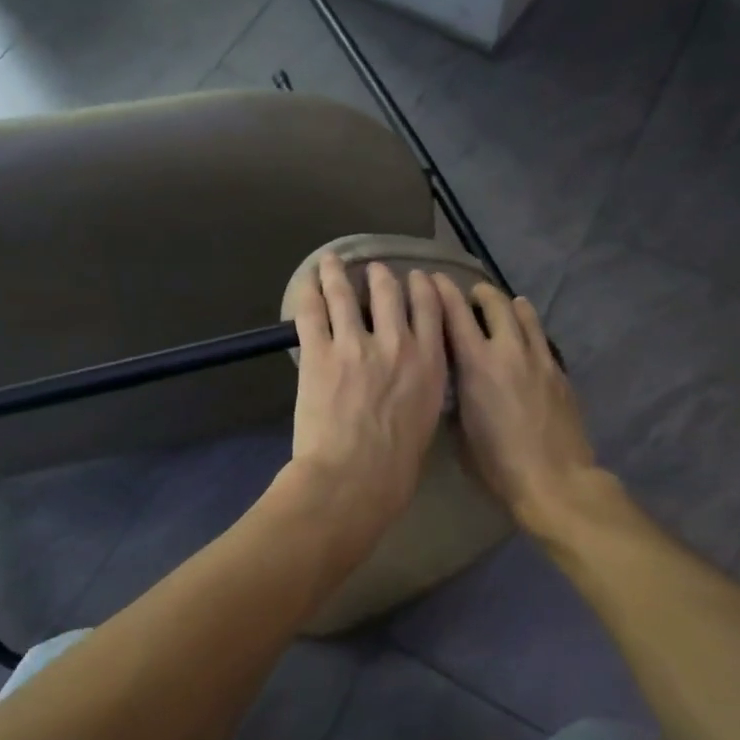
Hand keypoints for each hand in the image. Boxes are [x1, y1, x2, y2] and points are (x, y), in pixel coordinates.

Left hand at [287, 254, 448, 549]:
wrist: (354, 478)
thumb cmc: (396, 466)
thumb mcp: (426, 419)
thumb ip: (422, 387)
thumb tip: (412, 377)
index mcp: (430, 362)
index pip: (431, 308)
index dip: (423, 287)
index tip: (417, 278)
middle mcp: (396, 343)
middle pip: (389, 293)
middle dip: (381, 276)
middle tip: (374, 270)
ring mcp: (355, 344)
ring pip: (346, 295)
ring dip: (338, 274)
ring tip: (332, 262)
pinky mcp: (319, 353)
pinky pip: (312, 313)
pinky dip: (309, 294)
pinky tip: (307, 283)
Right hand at [433, 275, 600, 529]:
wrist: (554, 479)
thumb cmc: (497, 464)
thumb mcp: (460, 431)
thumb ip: (454, 397)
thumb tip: (454, 384)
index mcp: (476, 366)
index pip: (455, 315)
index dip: (442, 293)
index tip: (431, 279)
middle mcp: (508, 351)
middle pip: (496, 304)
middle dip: (480, 293)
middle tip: (471, 294)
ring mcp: (539, 359)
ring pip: (525, 315)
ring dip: (510, 305)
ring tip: (504, 305)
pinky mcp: (560, 372)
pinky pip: (542, 339)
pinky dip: (530, 329)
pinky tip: (526, 337)